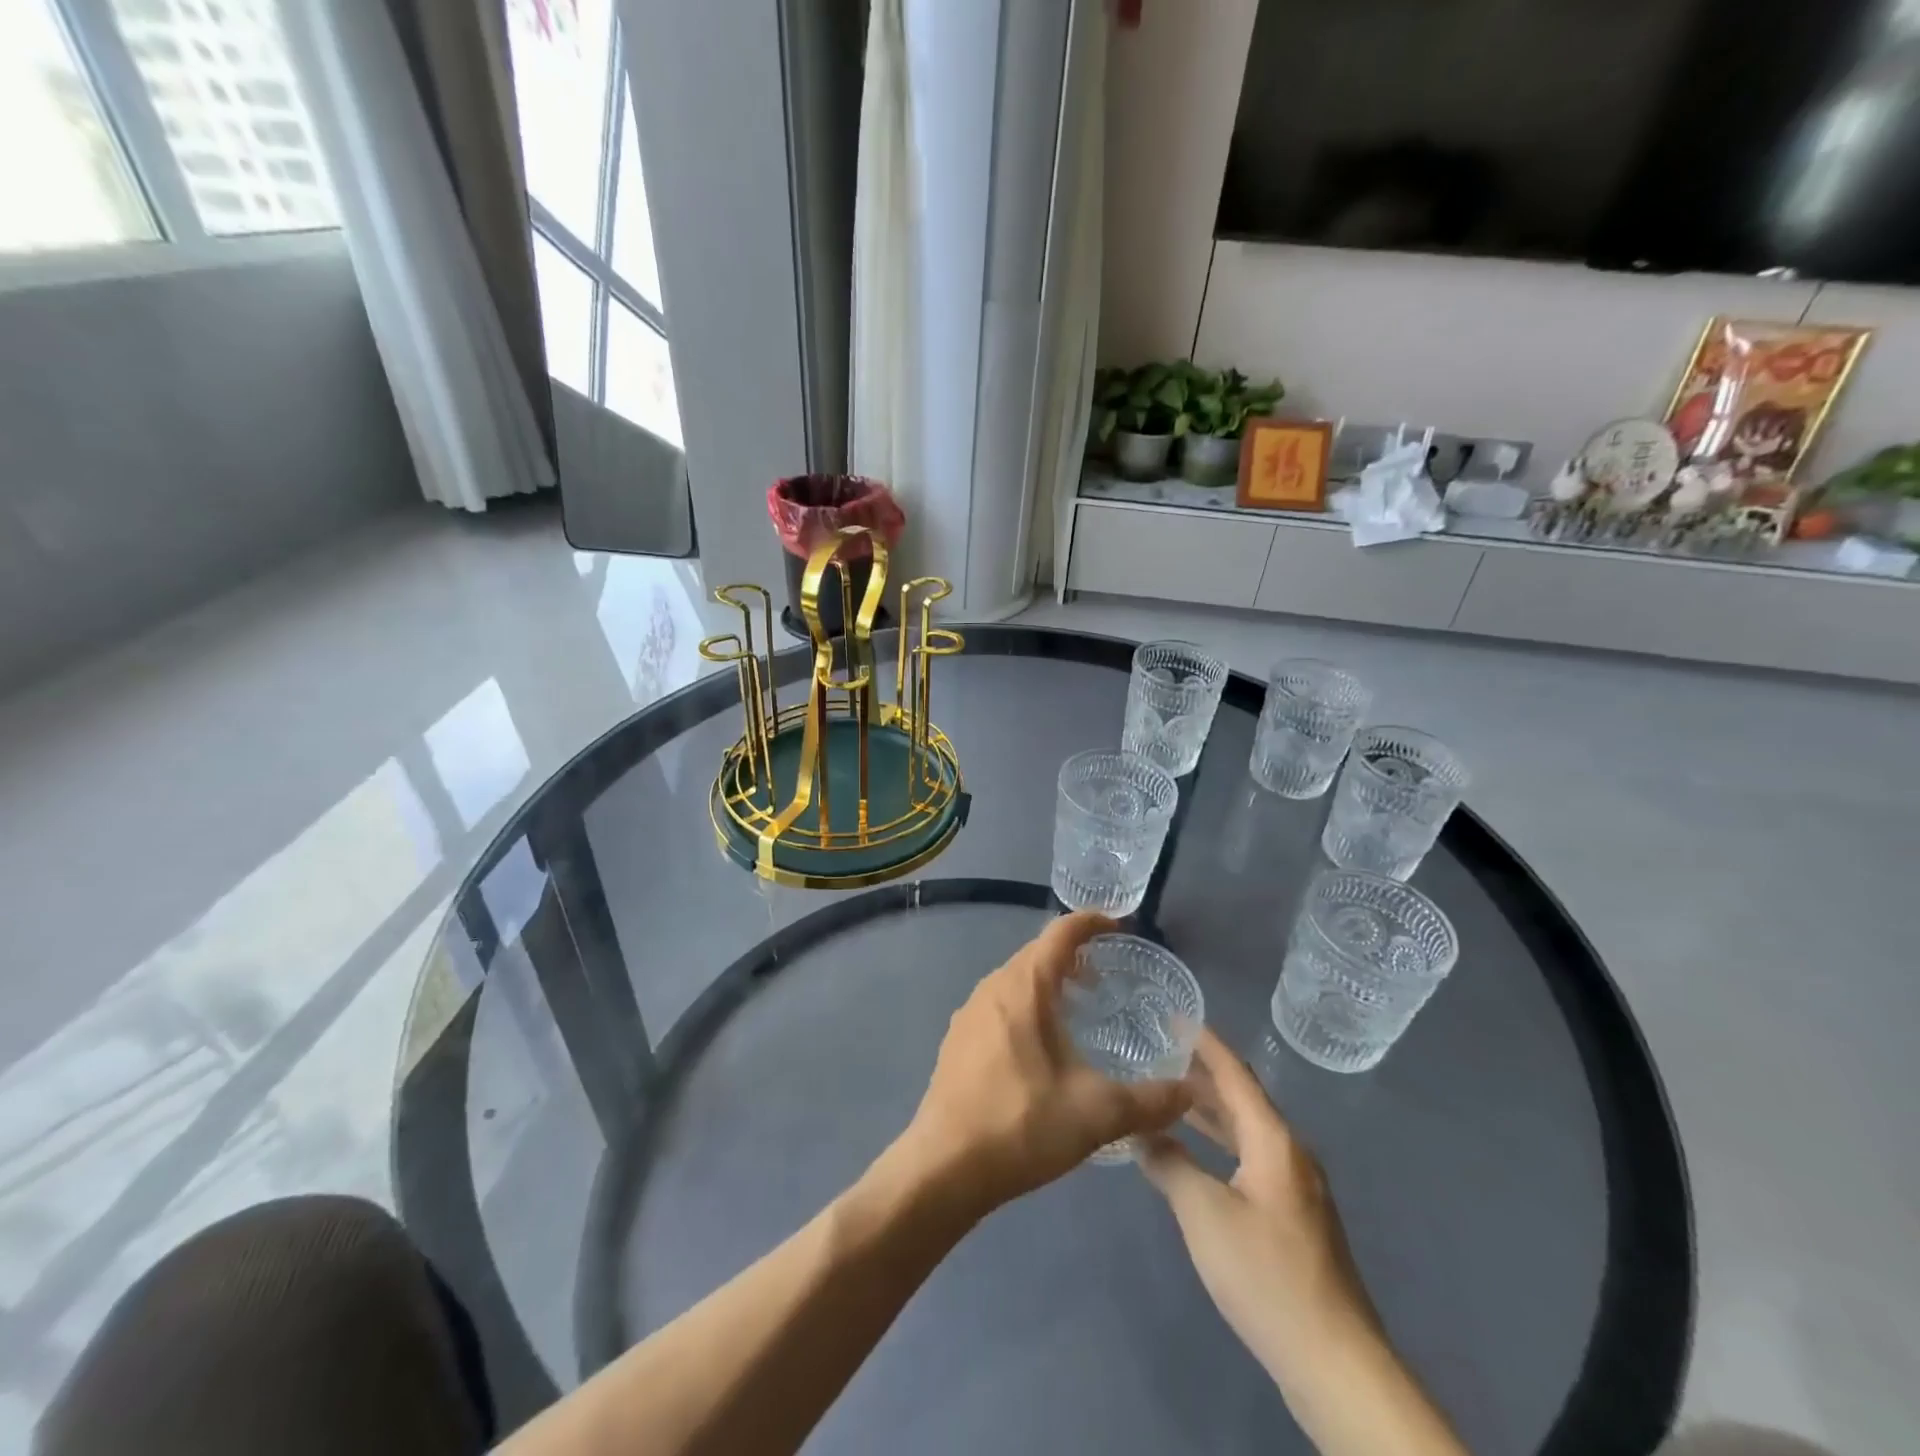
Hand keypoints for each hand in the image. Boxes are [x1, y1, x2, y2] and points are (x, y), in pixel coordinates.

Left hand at [898, 911, 1192, 1218]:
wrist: (944, 1167)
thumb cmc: (1022, 1124)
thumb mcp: (1097, 1113)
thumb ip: (1150, 1101)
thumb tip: (1189, 1093)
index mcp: (1024, 987)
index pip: (1061, 933)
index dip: (1092, 922)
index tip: (1120, 926)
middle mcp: (992, 987)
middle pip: (1037, 953)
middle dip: (1073, 955)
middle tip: (1106, 977)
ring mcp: (969, 1013)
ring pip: (1016, 980)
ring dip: (1048, 982)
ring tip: (1079, 1010)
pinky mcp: (957, 1041)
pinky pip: (999, 1004)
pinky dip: (1026, 1006)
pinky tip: (1041, 1046)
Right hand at [1136, 1028, 1378, 1380]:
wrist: (1335, 1363)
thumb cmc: (1266, 1274)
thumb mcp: (1204, 1214)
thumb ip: (1169, 1164)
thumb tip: (1142, 1133)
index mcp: (1273, 1140)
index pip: (1235, 1073)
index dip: (1204, 1042)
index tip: (1173, 1016)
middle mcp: (1290, 1154)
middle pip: (1242, 1100)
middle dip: (1201, 1075)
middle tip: (1158, 1054)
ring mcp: (1296, 1189)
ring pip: (1247, 1132)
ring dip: (1209, 1113)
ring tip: (1168, 1098)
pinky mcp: (1295, 1220)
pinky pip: (1251, 1160)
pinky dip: (1221, 1146)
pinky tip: (1196, 1159)